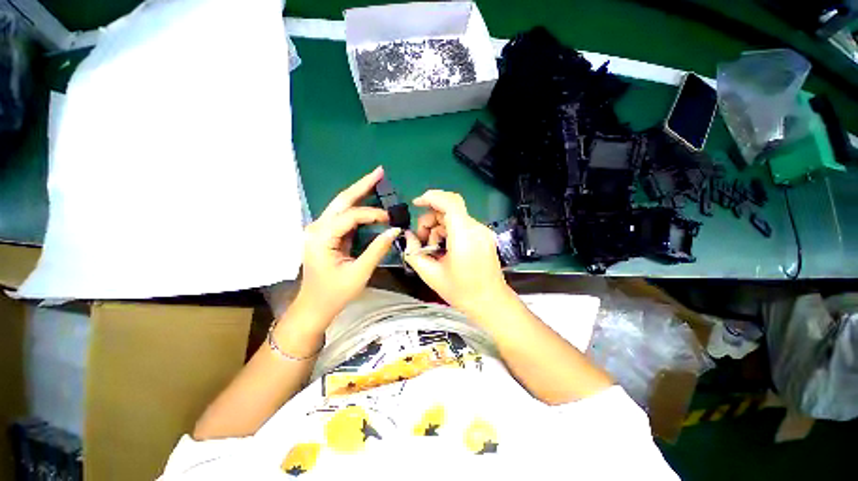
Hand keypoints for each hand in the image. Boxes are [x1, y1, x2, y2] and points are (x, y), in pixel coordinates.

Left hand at [295, 167, 400, 322]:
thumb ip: (377, 249)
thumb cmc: (335, 293)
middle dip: (362, 185)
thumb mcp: (359, 273)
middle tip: (380, 171)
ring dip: (359, 192)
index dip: (373, 214)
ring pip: (341, 205)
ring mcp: (319, 229)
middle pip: (341, 200)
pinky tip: (368, 199)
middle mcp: (317, 228)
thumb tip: (395, 230)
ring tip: (376, 180)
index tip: (391, 219)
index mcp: (322, 237)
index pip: (351, 216)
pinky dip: (356, 206)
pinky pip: (343, 216)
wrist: (314, 306)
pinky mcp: (325, 234)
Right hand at [403, 190, 511, 317]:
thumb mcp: (431, 275)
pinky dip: (449, 231)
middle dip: (430, 220)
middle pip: (449, 210)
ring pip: (454, 217)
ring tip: (433, 248)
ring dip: (438, 227)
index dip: (431, 197)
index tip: (416, 203)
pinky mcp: (484, 236)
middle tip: (421, 240)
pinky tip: (445, 248)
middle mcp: (476, 229)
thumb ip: (414, 253)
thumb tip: (408, 237)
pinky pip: (462, 225)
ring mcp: (482, 232)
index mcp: (464, 237)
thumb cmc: (462, 292)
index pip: (450, 203)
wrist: (491, 302)